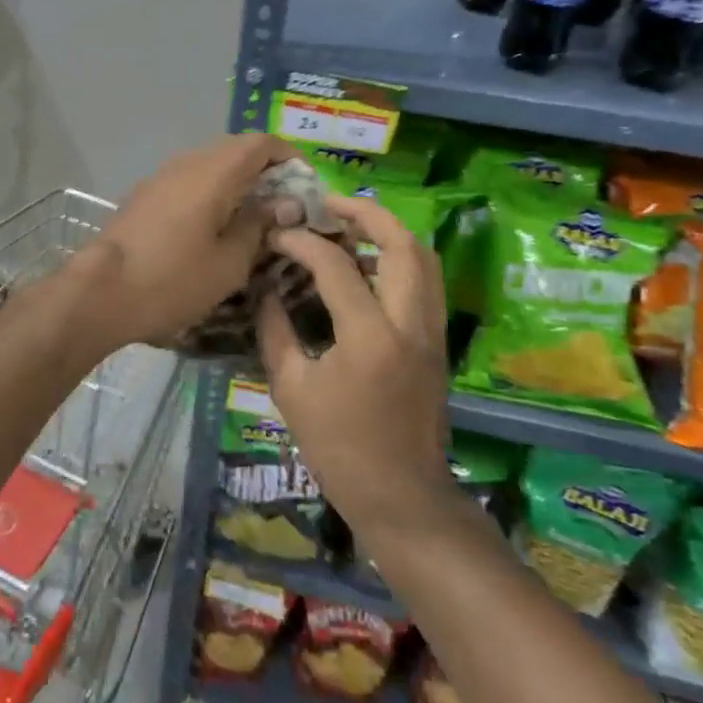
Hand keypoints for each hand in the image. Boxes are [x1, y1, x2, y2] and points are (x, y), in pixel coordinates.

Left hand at [74, 133, 298, 351]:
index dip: (289, 157)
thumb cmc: (172, 280)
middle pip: (235, 149)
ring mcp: (161, 175)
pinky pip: (188, 179)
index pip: (261, 142)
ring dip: (236, 180)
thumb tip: (284, 204)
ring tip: (252, 218)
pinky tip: (214, 224)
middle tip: (284, 206)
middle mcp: (188, 162)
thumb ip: (259, 226)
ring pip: (209, 163)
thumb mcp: (229, 263)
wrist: (100, 291)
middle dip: (265, 170)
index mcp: (214, 172)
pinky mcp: (145, 193)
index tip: (305, 186)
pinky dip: (211, 190)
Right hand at [257, 194, 455, 538]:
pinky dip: (398, 257)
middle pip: (401, 243)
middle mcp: (409, 324)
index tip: (276, 234)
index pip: (335, 265)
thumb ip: (275, 329)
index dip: (301, 242)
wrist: (402, 497)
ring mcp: (431, 331)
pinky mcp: (437, 341)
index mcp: (369, 337)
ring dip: (387, 231)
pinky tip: (366, 264)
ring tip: (348, 225)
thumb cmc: (339, 448)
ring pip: (423, 257)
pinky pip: (425, 280)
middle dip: (364, 213)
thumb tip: (265, 287)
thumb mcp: (291, 388)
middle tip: (327, 205)